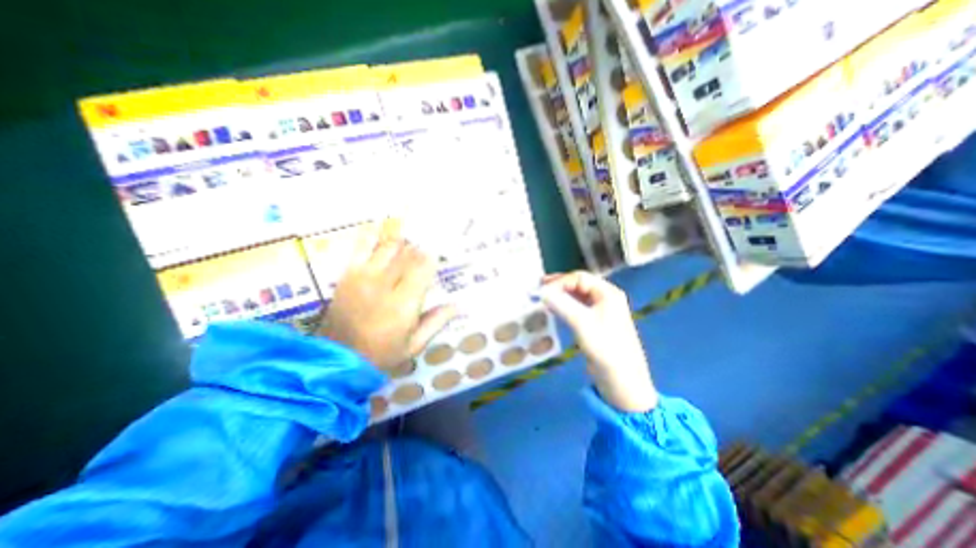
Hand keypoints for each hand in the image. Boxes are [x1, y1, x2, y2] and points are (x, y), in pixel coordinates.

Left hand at [321, 218, 458, 371]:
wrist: (336, 359)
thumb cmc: (381, 354)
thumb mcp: (414, 346)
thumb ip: (436, 322)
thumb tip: (458, 305)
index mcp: (404, 305)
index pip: (424, 268)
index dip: (433, 258)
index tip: (438, 255)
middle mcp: (385, 285)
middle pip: (409, 254)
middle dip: (420, 249)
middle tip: (428, 245)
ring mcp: (364, 276)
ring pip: (390, 246)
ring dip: (403, 241)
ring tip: (410, 238)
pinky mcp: (349, 273)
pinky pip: (363, 246)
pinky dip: (374, 233)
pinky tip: (381, 224)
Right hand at [536, 272, 659, 412]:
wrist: (622, 381)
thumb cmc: (605, 348)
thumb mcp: (581, 323)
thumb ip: (561, 304)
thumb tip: (541, 291)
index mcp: (607, 293)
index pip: (579, 278)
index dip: (559, 282)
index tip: (542, 290)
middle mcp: (605, 297)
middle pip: (578, 284)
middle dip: (559, 285)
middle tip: (539, 287)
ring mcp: (600, 310)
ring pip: (577, 296)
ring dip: (560, 295)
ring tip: (543, 296)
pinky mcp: (595, 323)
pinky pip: (577, 307)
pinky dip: (564, 306)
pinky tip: (553, 308)